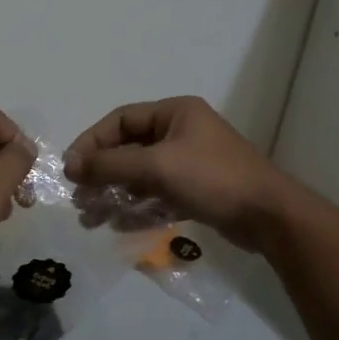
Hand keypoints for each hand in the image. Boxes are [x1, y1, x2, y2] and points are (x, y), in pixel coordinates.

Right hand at [64, 96, 295, 251]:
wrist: (267, 216)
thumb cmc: (212, 179)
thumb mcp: (157, 166)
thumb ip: (111, 164)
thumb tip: (71, 166)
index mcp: (175, 113)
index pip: (121, 120)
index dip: (92, 142)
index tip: (71, 170)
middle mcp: (181, 132)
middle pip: (128, 149)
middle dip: (102, 175)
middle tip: (80, 200)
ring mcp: (189, 163)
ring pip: (140, 176)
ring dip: (115, 195)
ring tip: (92, 219)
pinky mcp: (195, 190)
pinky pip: (156, 195)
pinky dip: (137, 208)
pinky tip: (119, 226)